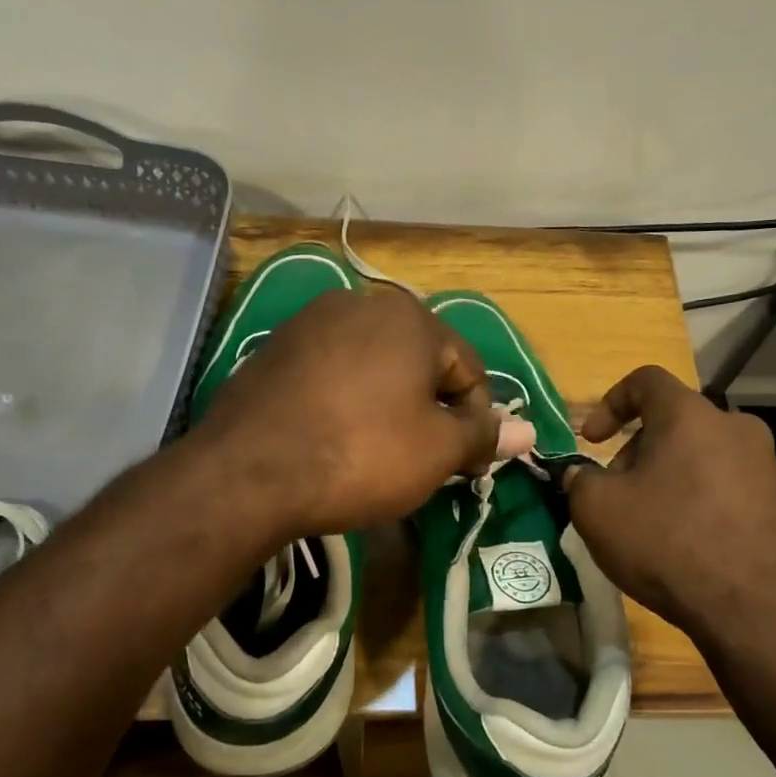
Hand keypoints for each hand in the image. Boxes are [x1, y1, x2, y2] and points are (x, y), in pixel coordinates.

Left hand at [193, 288, 500, 534]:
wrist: (247, 473)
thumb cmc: (361, 455)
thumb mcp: (436, 451)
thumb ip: (483, 435)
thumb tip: (528, 432)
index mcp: (410, 317)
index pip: (468, 369)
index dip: (476, 420)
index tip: (464, 463)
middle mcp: (360, 303)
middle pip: (419, 363)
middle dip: (430, 410)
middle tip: (423, 460)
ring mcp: (310, 323)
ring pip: (373, 366)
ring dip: (388, 405)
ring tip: (377, 453)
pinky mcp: (273, 349)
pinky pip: (331, 373)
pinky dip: (345, 402)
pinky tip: (333, 439)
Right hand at [566, 366, 775, 644]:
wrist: (749, 608)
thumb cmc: (665, 542)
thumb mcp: (596, 509)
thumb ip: (579, 478)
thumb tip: (581, 474)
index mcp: (690, 415)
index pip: (645, 380)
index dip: (609, 403)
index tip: (591, 440)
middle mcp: (735, 427)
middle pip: (673, 421)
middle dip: (636, 449)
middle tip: (615, 491)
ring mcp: (764, 464)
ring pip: (700, 453)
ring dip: (666, 474)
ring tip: (647, 519)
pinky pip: (725, 484)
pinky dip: (696, 497)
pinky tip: (682, 539)